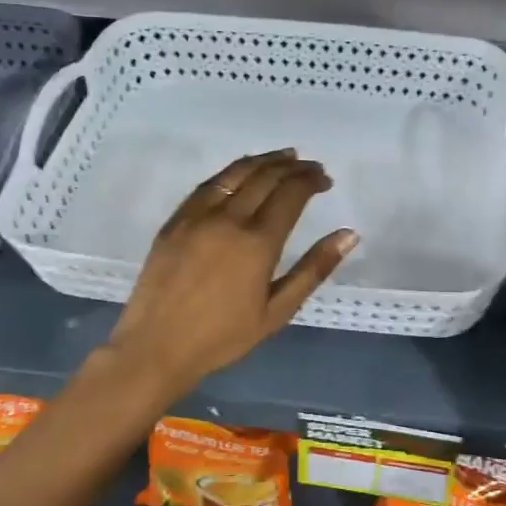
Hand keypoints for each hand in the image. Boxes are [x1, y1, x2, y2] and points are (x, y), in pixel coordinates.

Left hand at [103, 150, 356, 399]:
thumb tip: (349, 235)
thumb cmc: (223, 337)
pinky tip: (242, 171)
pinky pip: (208, 184)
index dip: (311, 181)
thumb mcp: (277, 311)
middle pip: (266, 177)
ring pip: (236, 173)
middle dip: (293, 167)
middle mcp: (228, 219)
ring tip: (284, 156)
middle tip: (311, 167)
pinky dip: (232, 171)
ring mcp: (197, 216)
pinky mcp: (175, 221)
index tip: (325, 180)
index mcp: (257, 243)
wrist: (156, 348)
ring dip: (264, 160)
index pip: (291, 194)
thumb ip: (314, 269)